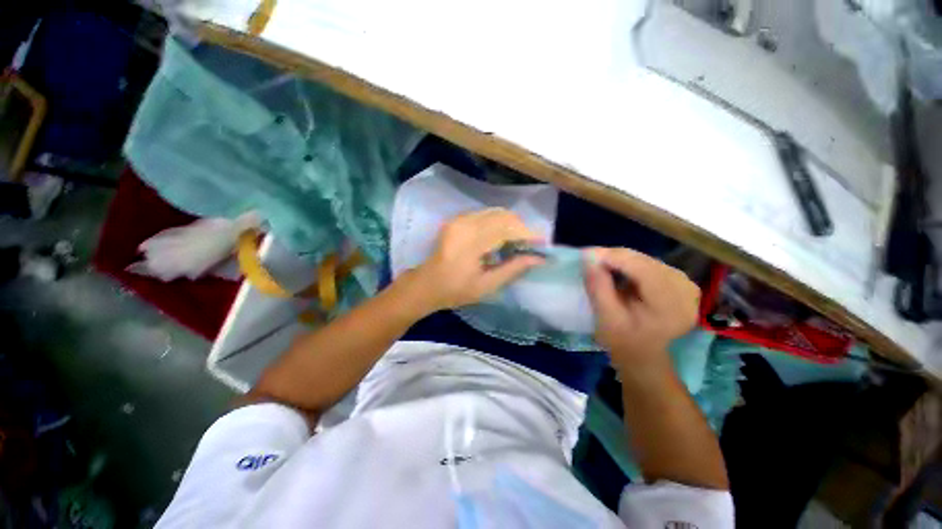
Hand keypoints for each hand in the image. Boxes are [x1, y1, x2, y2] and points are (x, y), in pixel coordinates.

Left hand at [410, 208, 544, 311]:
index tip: (543, 244)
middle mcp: (465, 223)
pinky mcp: (457, 219)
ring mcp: (459, 219)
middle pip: (503, 216)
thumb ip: (513, 269)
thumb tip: (539, 259)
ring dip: (511, 224)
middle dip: (522, 228)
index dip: (528, 234)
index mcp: (470, 242)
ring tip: (518, 242)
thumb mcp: (487, 285)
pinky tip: (502, 237)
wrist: (426, 284)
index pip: (507, 229)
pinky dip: (499, 223)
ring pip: (496, 212)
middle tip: (531, 246)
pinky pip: (486, 214)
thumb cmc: (455, 290)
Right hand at [584, 247, 699, 370]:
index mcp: (671, 306)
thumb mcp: (606, 318)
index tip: (586, 254)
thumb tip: (589, 258)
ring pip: (647, 260)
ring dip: (622, 260)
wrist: (643, 355)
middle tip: (590, 259)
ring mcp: (687, 285)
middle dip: (615, 257)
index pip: (642, 269)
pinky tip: (619, 271)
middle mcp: (686, 291)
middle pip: (646, 262)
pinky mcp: (682, 282)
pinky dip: (631, 264)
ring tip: (601, 265)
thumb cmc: (623, 341)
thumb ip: (598, 287)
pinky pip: (652, 264)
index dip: (613, 257)